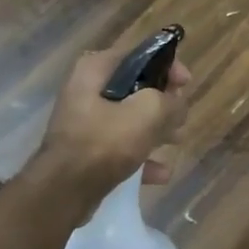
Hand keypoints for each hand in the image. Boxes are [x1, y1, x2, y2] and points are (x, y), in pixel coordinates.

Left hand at [35, 38, 193, 191]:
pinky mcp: (86, 150)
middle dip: (164, 103)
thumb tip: (177, 105)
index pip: (140, 55)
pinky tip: (160, 173)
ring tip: (175, 142)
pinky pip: (120, 145)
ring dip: (156, 129)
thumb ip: (171, 101)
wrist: (63, 193)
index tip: (186, 85)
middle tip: (180, 117)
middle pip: (137, 87)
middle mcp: (86, 89)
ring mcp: (84, 121)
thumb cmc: (104, 142)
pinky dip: (141, 155)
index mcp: (95, 69)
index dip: (168, 66)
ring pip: (131, 117)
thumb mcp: (148, 112)